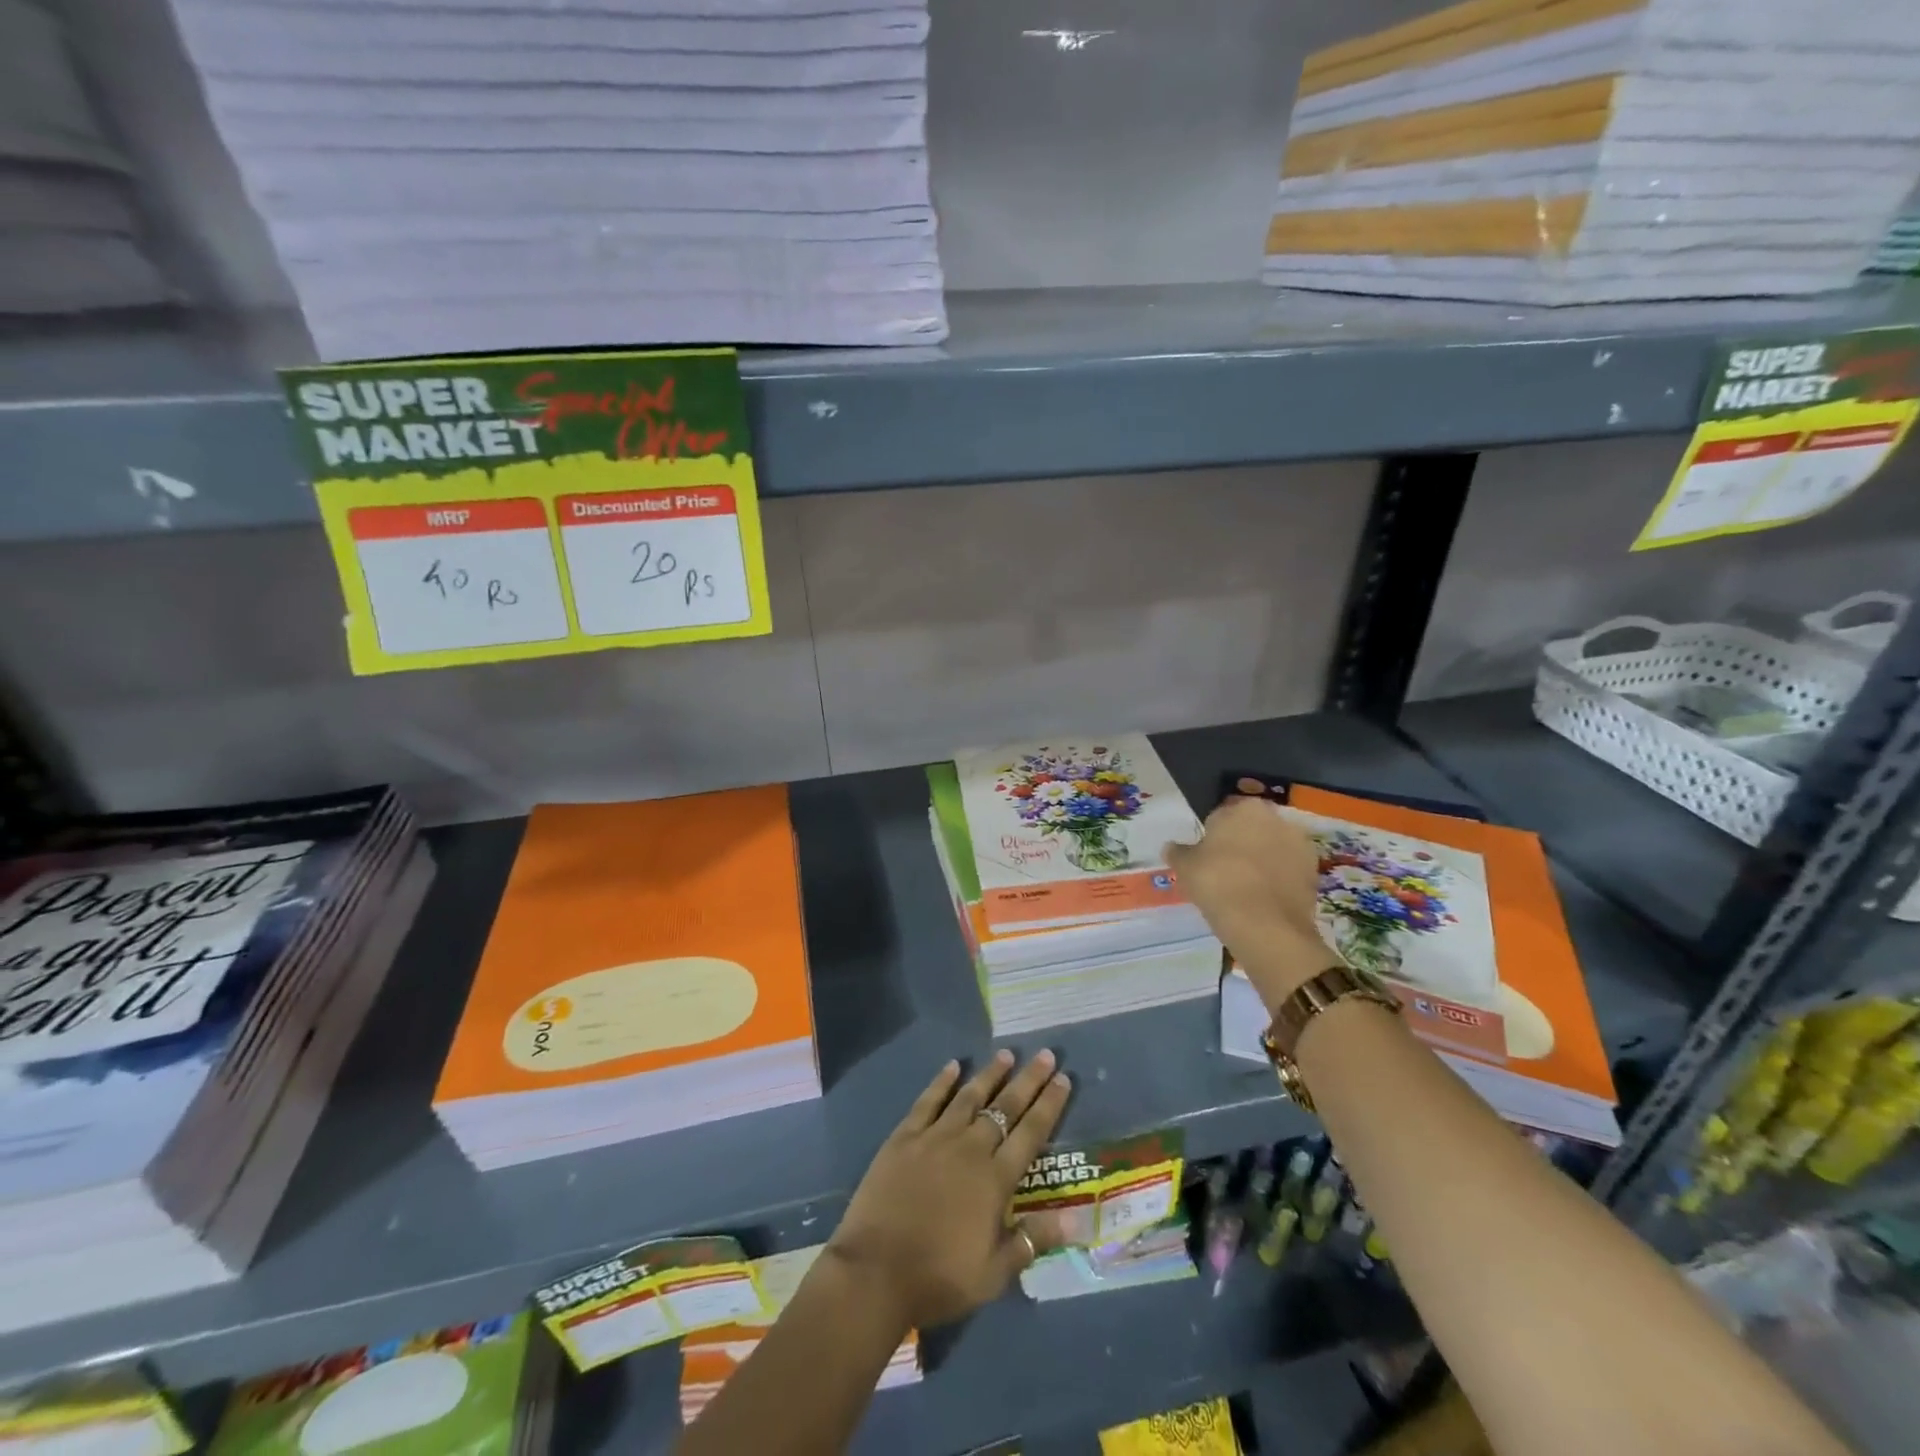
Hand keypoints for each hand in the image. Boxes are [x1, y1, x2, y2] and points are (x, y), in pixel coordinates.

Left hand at [825, 1050, 1070, 1330]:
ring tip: (1006, 1054)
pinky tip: (953, 1066)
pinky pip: (928, 1101)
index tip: (1064, 1079)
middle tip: (1045, 1054)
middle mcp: (970, 1149)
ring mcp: (935, 1138)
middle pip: (1005, 1107)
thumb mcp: (993, 1274)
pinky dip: (942, 1081)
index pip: (1031, 1134)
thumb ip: (1031, 1241)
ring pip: (969, 1097)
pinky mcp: (904, 1137)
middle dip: (1028, 1080)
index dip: (1049, 1105)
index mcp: (995, 1180)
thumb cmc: (939, 1278)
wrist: (876, 1272)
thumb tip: (1075, 1219)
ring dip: (989, 1074)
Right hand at [1165, 796, 1337, 1011]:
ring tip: (1246, 888)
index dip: (1213, 836)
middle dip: (1241, 843)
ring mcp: (1299, 844)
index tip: (1206, 857)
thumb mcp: (1185, 867)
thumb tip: (1171, 847)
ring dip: (1263, 860)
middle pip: (1252, 828)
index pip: (1222, 815)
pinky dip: (1279, 878)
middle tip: (1225, 871)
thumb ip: (1178, 852)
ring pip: (1273, 848)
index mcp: (1243, 808)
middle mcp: (1275, 817)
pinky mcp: (1314, 871)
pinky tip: (1264, 898)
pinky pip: (1289, 869)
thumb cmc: (1217, 883)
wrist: (1264, 925)